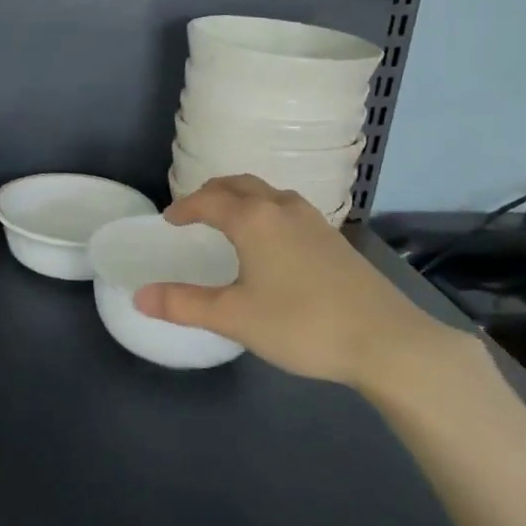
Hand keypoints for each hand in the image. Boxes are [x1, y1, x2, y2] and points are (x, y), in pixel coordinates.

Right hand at [133, 176, 468, 392]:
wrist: (386, 341)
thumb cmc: (301, 324)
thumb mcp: (234, 317)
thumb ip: (183, 305)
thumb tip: (139, 297)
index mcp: (254, 219)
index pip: (209, 200)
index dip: (185, 207)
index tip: (169, 221)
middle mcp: (282, 208)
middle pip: (239, 184)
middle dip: (211, 193)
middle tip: (194, 212)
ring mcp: (314, 221)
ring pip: (268, 194)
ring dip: (242, 199)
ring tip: (229, 222)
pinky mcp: (334, 239)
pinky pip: (288, 209)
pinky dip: (265, 212)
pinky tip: (270, 244)